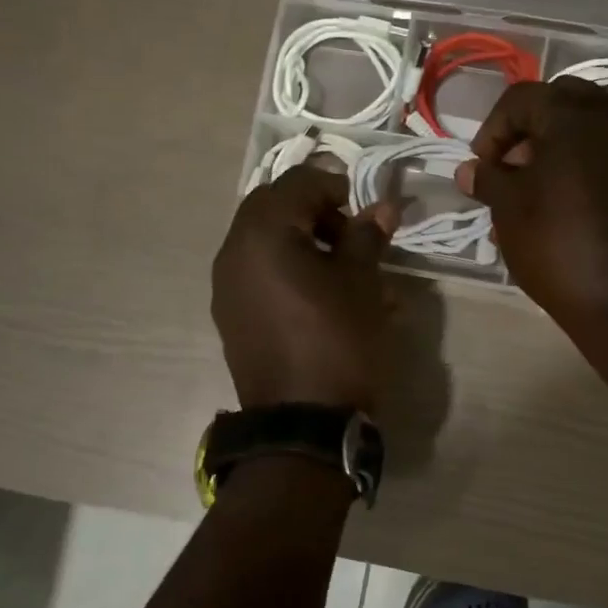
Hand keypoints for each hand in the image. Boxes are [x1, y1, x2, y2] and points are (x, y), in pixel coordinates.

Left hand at [212, 165, 398, 411]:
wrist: (303, 424)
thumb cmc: (339, 342)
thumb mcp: (362, 284)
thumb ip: (366, 237)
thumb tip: (381, 207)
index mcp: (262, 235)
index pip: (298, 183)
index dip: (336, 186)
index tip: (364, 210)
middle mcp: (233, 252)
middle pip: (272, 206)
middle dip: (313, 210)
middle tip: (349, 234)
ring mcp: (226, 286)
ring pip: (262, 239)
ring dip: (299, 237)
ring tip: (338, 266)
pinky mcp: (230, 315)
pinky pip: (256, 271)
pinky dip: (284, 266)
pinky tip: (317, 293)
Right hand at [455, 78, 607, 338]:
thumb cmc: (557, 246)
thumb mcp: (508, 210)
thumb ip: (487, 179)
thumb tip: (470, 171)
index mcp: (574, 115)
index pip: (521, 98)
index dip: (493, 129)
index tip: (483, 167)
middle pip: (562, 102)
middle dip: (530, 130)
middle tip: (513, 169)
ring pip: (593, 125)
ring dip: (561, 145)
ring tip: (541, 189)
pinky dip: (590, 162)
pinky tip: (575, 201)